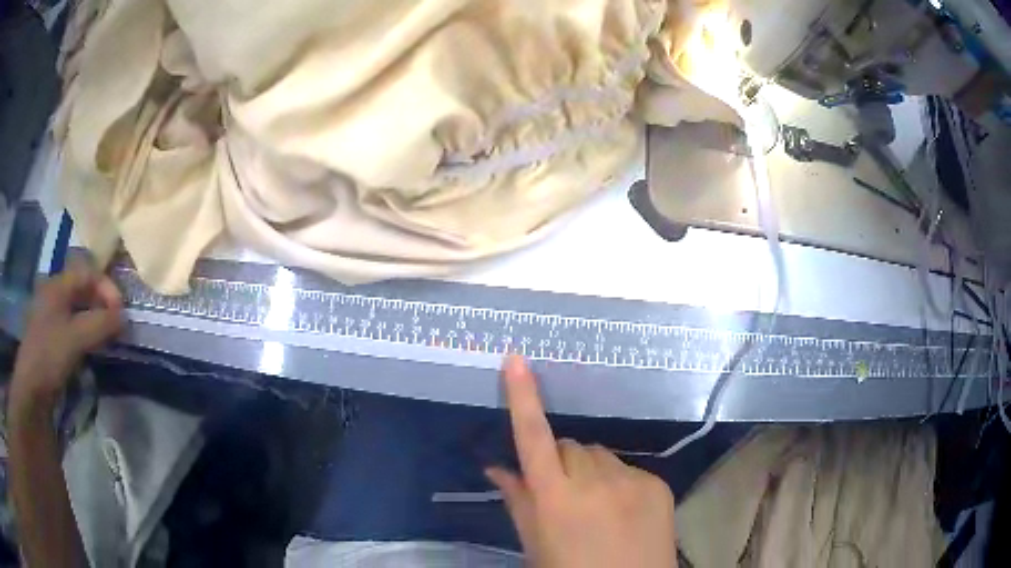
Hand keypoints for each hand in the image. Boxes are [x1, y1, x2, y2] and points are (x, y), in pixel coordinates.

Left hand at [10, 262, 123, 411]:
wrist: (31, 393)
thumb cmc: (49, 356)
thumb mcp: (76, 338)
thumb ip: (100, 324)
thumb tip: (123, 316)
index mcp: (57, 285)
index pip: (88, 272)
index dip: (107, 287)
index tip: (121, 312)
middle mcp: (54, 295)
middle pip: (83, 289)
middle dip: (102, 304)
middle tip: (116, 326)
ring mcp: (51, 318)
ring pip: (79, 310)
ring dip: (95, 321)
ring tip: (106, 340)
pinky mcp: (52, 340)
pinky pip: (73, 328)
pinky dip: (86, 335)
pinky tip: (91, 351)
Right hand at [486, 356, 677, 567]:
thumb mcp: (535, 544)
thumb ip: (517, 501)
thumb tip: (496, 467)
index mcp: (555, 498)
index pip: (533, 438)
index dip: (523, 398)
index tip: (517, 360)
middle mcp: (593, 481)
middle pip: (568, 446)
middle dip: (560, 461)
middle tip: (563, 494)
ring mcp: (631, 478)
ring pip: (598, 454)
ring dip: (590, 469)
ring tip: (595, 504)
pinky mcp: (657, 481)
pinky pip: (628, 467)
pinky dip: (618, 480)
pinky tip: (622, 509)